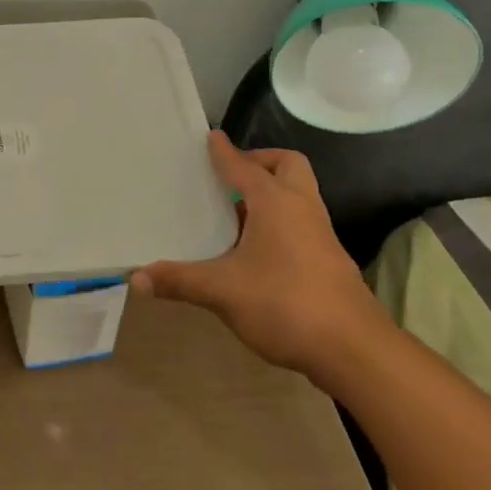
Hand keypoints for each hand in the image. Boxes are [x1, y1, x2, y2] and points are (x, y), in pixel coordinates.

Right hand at [130, 131, 385, 378]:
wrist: (354, 350)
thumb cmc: (285, 304)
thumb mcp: (222, 291)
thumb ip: (179, 281)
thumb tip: (136, 278)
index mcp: (276, 202)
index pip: (244, 166)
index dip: (224, 152)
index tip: (210, 138)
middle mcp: (302, 209)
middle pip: (287, 166)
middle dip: (261, 162)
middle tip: (231, 175)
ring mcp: (320, 235)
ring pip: (297, 195)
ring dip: (270, 193)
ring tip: (234, 211)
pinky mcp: (328, 261)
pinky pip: (300, 222)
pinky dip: (279, 221)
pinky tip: (254, 249)